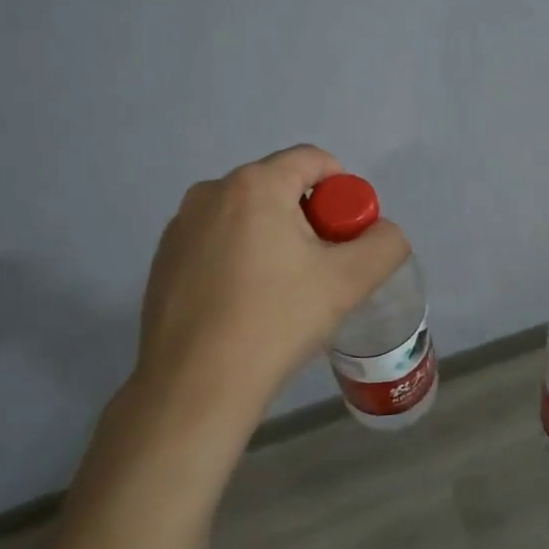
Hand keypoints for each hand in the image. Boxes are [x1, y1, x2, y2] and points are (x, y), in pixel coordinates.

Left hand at [127, 146, 410, 446]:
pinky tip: (245, 306)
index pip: (314, 160)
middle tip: (320, 272)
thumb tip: (381, 233)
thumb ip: (385, 243)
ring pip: (249, 217)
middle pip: (282, 188)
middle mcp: (211, 192)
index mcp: (255, 185)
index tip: (347, 240)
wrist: (195, 387)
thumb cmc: (276, 322)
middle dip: (310, 221)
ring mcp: (180, 226)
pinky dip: (241, 259)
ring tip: (282, 294)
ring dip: (275, 240)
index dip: (344, 193)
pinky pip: (219, 241)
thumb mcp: (351, 281)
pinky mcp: (163, 260)